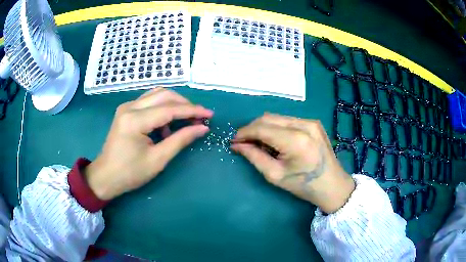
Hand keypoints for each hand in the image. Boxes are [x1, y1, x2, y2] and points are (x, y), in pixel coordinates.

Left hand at [84, 88, 212, 200]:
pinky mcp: (126, 110)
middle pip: (164, 95)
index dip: (192, 110)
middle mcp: (130, 107)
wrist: (106, 176)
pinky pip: (149, 101)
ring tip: (185, 120)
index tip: (210, 114)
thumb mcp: (158, 159)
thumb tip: (202, 128)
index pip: (170, 109)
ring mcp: (127, 107)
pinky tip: (166, 126)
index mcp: (135, 120)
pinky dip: (163, 108)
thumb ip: (180, 140)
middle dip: (185, 104)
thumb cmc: (130, 173)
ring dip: (174, 104)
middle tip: (198, 118)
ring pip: (157, 94)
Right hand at [231, 113, 354, 213]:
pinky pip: (287, 120)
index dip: (244, 133)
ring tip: (261, 144)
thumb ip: (254, 156)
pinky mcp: (314, 122)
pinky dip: (276, 128)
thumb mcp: (275, 175)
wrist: (332, 184)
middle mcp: (304, 124)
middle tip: (244, 143)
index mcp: (296, 140)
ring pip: (277, 117)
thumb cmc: (303, 185)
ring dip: (264, 128)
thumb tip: (237, 145)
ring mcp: (311, 121)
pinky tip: (276, 141)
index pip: (262, 128)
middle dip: (252, 129)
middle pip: (268, 118)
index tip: (233, 140)